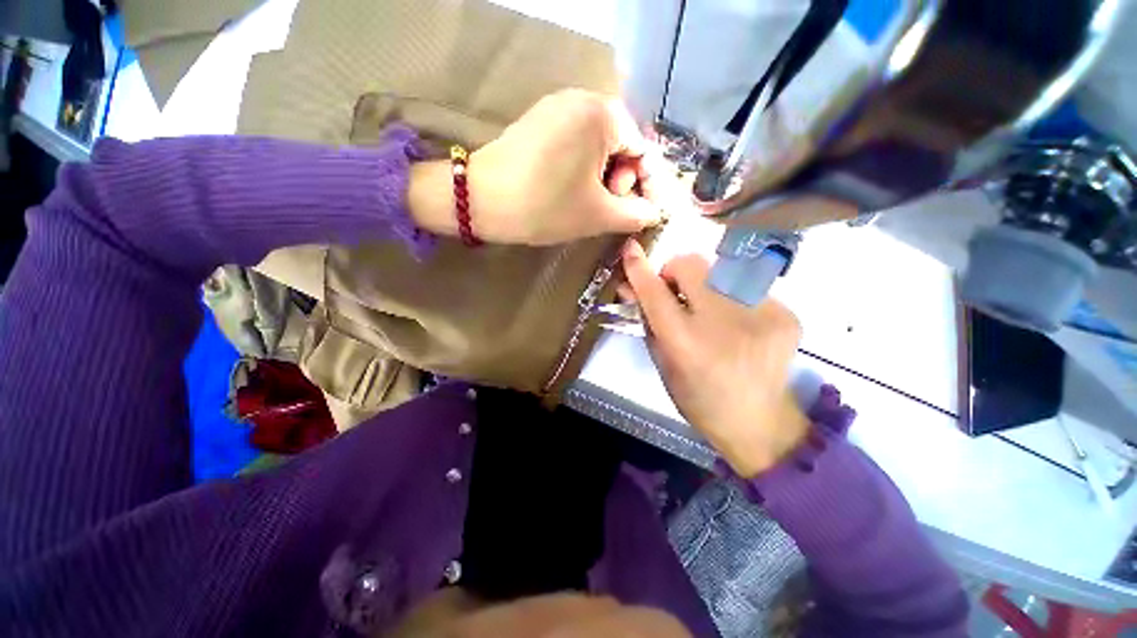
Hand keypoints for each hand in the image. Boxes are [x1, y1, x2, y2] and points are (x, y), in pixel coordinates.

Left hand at [408, 90, 665, 244]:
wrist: (481, 200)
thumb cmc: (545, 206)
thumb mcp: (597, 214)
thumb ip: (635, 214)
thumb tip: (654, 212)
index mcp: (603, 115)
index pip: (643, 151)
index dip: (647, 186)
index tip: (643, 213)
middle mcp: (582, 100)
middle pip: (622, 146)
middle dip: (622, 182)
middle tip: (607, 208)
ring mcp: (557, 108)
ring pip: (599, 147)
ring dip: (603, 179)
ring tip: (588, 204)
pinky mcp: (541, 123)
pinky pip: (577, 145)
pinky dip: (583, 170)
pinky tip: (571, 191)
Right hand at [621, 241, 809, 477]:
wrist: (759, 423)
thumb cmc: (698, 398)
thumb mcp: (663, 363)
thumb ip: (648, 321)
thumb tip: (630, 287)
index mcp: (687, 344)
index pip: (656, 293)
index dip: (640, 269)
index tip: (631, 249)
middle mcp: (724, 324)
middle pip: (692, 264)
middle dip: (675, 271)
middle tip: (676, 291)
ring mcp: (761, 315)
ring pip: (719, 269)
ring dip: (704, 284)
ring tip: (709, 311)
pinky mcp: (786, 314)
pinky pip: (745, 286)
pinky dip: (731, 297)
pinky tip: (736, 323)